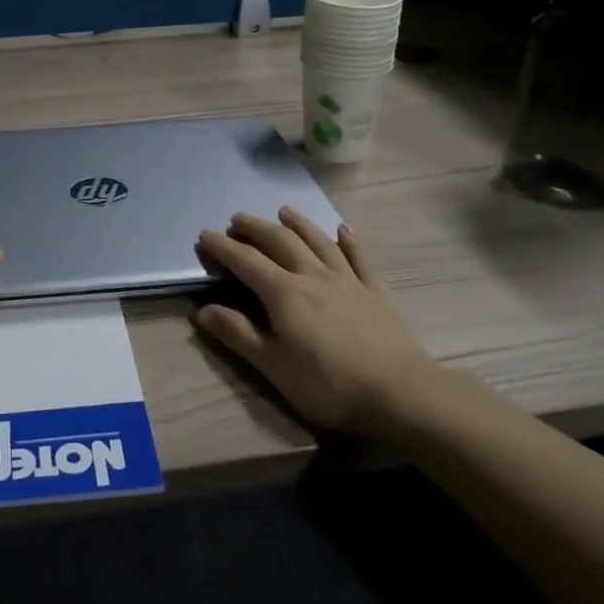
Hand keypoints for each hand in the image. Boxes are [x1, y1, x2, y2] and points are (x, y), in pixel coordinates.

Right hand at [196, 208, 437, 436]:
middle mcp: (313, 276)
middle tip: (237, 219)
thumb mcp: (274, 366)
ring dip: (299, 223)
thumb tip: (203, 310)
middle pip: (280, 241)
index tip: (205, 234)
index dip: (223, 247)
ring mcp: (348, 281)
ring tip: (284, 210)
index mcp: (284, 293)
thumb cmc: (329, 384)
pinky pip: (360, 259)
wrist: (400, 393)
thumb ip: (238, 334)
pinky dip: (350, 242)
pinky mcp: (375, 292)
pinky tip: (344, 230)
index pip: (246, 261)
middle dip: (256, 227)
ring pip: (318, 242)